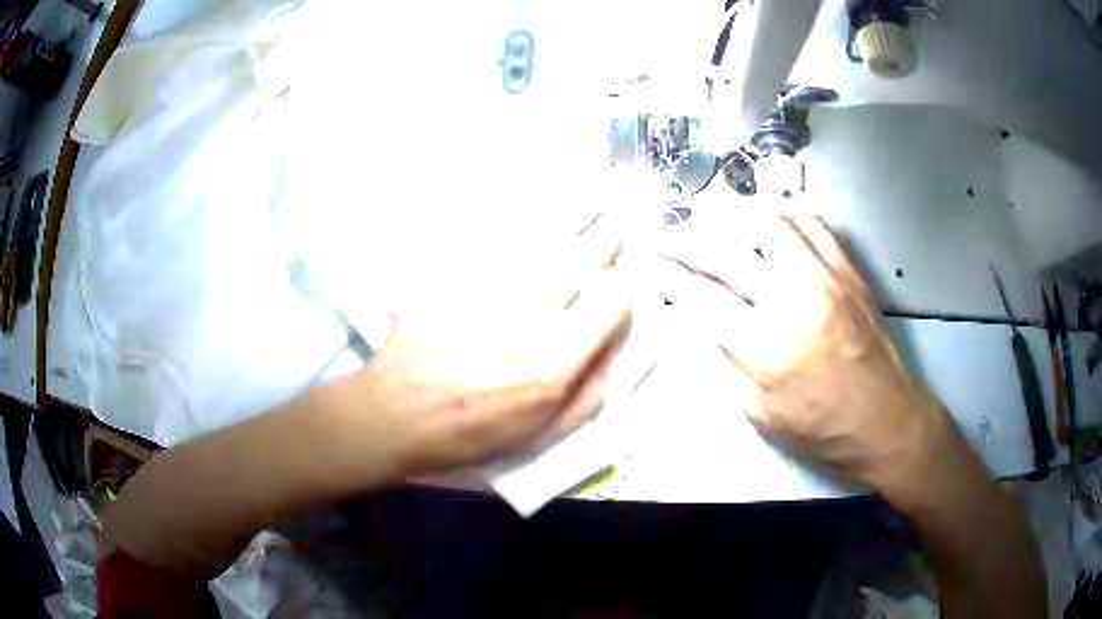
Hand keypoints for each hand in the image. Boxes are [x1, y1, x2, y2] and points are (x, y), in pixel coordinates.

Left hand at [312, 240, 631, 480]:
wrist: (398, 411)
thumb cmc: (472, 431)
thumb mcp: (542, 433)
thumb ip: (590, 393)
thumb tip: (613, 346)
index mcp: (556, 358)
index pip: (612, 299)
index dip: (622, 288)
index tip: (617, 284)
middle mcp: (530, 312)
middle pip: (584, 256)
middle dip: (609, 235)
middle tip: (620, 219)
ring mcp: (492, 287)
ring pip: (545, 240)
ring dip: (572, 223)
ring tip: (589, 206)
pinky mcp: (460, 275)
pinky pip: (501, 241)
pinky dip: (525, 231)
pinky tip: (533, 223)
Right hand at [663, 211, 944, 488]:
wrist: (885, 420)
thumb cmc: (821, 429)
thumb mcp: (760, 413)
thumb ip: (727, 361)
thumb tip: (702, 321)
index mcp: (766, 346)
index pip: (703, 297)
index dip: (671, 278)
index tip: (653, 264)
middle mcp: (792, 299)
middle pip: (727, 252)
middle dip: (685, 240)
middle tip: (666, 234)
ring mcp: (825, 278)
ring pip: (769, 224)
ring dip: (735, 223)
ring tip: (720, 231)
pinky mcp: (849, 271)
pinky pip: (814, 225)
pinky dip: (787, 219)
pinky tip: (776, 231)